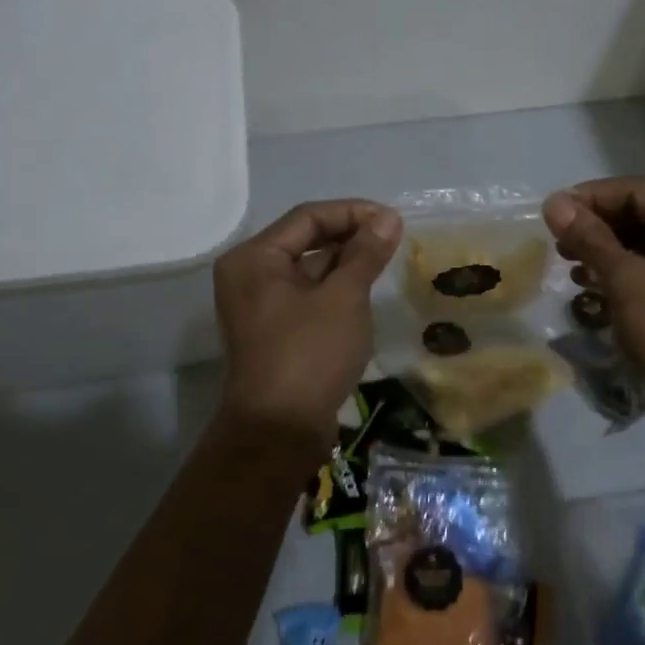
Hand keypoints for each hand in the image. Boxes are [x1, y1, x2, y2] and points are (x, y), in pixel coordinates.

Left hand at [213, 199, 402, 446]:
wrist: (280, 432)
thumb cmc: (310, 354)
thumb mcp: (344, 297)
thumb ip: (366, 253)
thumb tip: (388, 218)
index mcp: (255, 259)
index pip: (308, 217)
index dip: (354, 213)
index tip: (393, 220)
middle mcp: (250, 275)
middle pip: (306, 240)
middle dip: (351, 237)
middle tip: (394, 240)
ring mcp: (260, 305)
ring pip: (310, 269)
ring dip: (347, 263)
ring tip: (387, 262)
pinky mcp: (275, 330)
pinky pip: (309, 295)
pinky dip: (337, 289)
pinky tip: (367, 291)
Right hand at [543, 177, 644, 436]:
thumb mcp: (628, 283)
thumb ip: (590, 239)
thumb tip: (553, 202)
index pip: (636, 191)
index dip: (590, 197)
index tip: (551, 214)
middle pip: (640, 213)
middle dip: (596, 225)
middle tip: (558, 242)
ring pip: (643, 240)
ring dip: (604, 248)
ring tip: (570, 264)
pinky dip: (621, 270)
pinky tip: (593, 285)